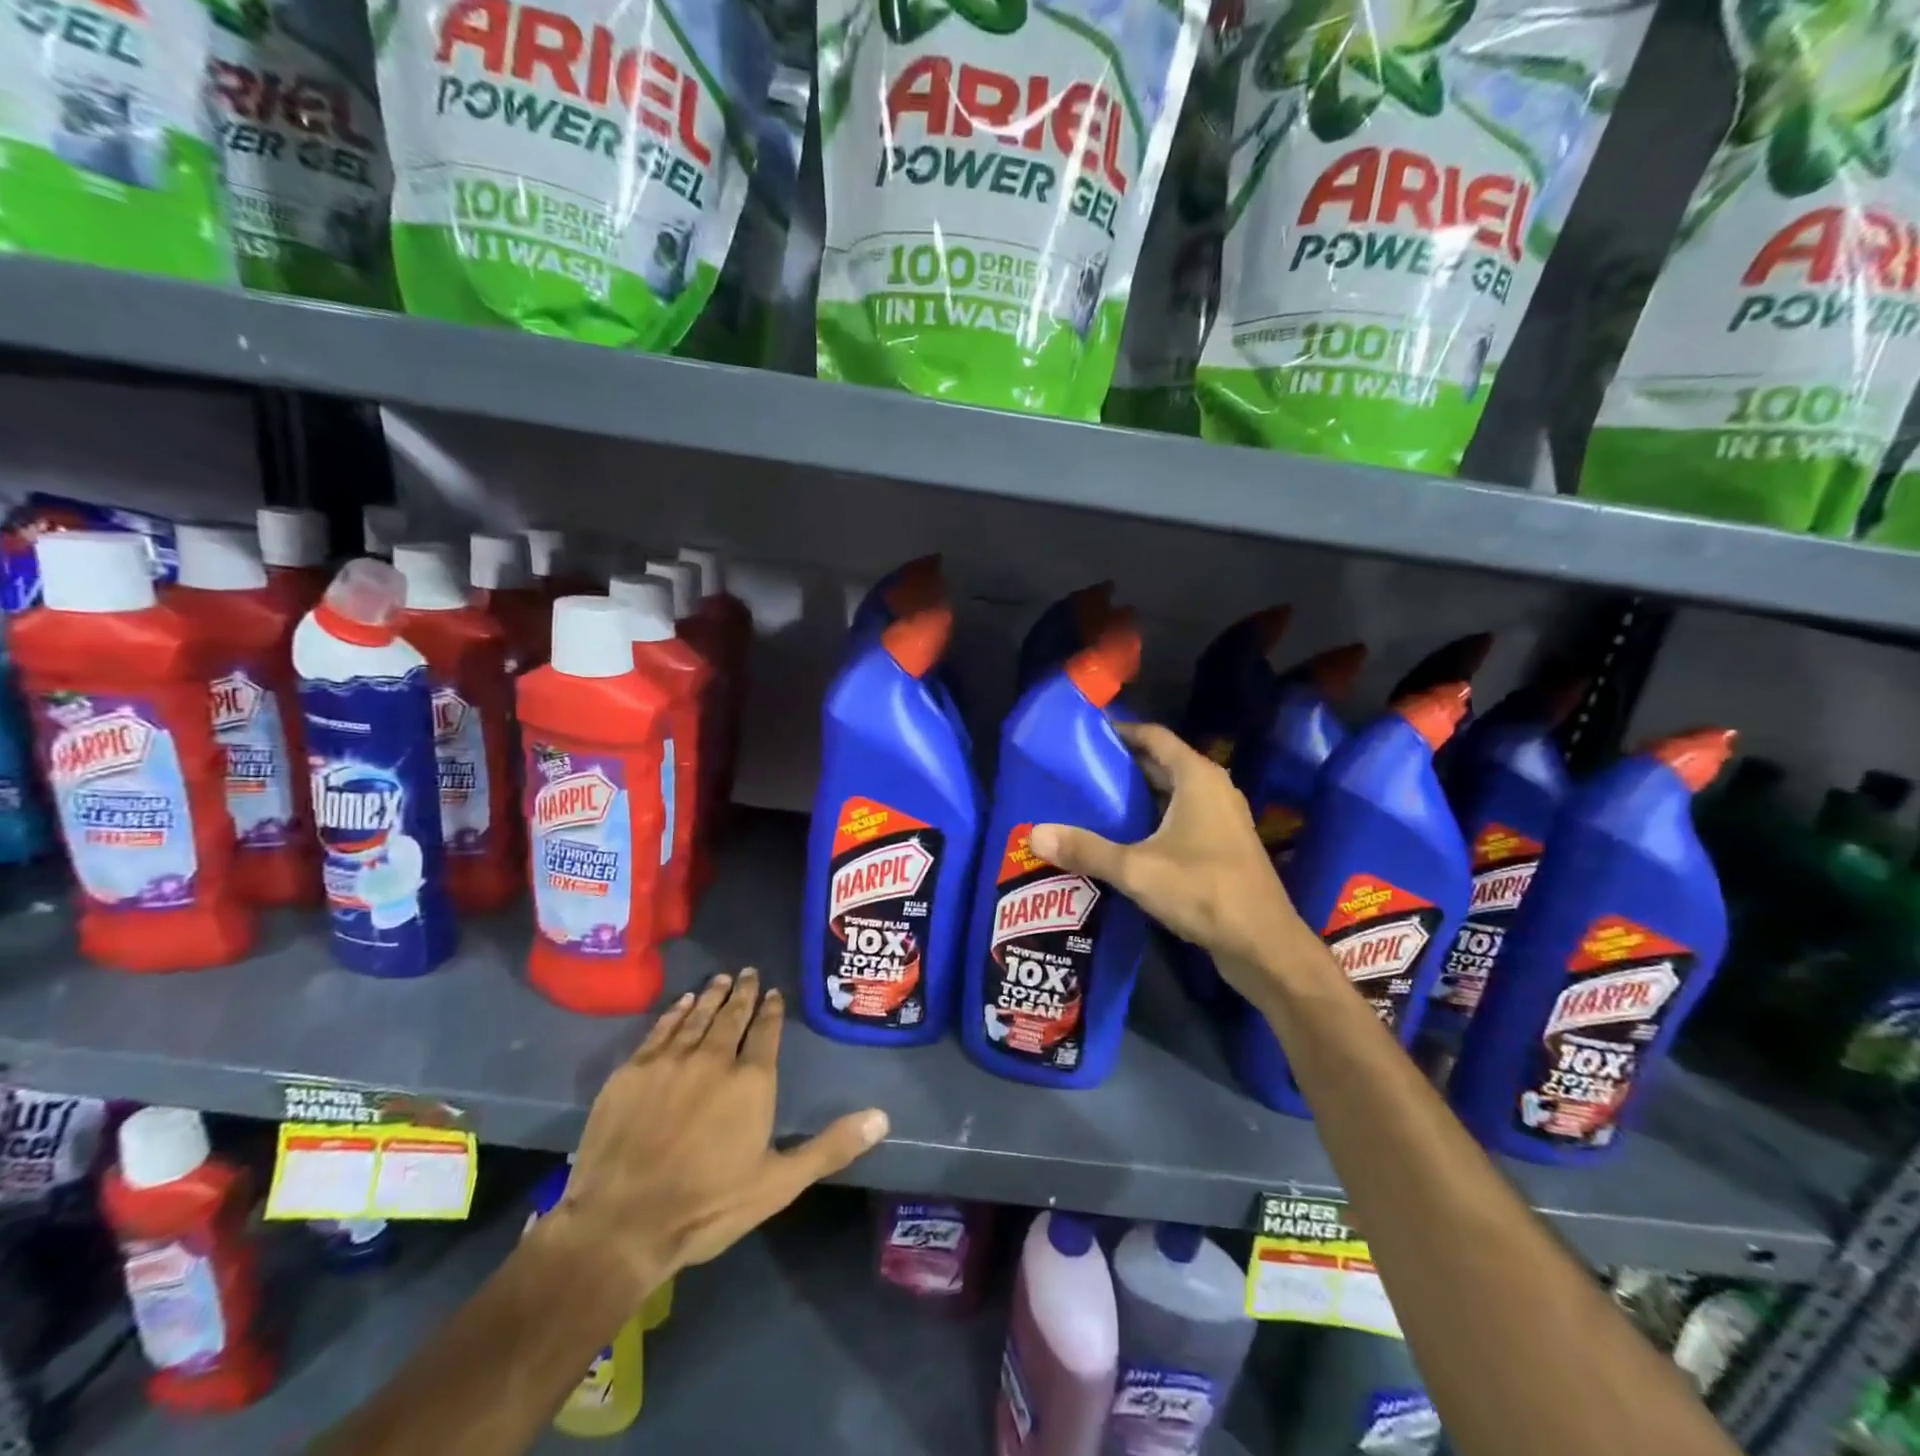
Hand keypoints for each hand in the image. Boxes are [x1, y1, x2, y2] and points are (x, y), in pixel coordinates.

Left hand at [554, 969, 887, 1299]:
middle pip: (732, 1015)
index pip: (766, 1031)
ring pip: (698, 1016)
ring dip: (712, 995)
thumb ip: (831, 1146)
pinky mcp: (633, 1070)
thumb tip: (883, 1117)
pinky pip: (661, 1028)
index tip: (773, 993)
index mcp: (752, 1081)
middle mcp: (714, 1058)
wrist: (621, 1224)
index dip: (771, 1010)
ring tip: (722, 978)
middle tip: (748, 972)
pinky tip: (683, 1002)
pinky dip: (676, 1011)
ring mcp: (670, 1060)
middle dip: (743, 992)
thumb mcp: (779, 1184)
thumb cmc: (707, 1206)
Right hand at [1030, 722, 1315, 1004]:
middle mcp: (1213, 789)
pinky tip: (1123, 839)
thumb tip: (1034, 834)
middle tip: (1078, 773)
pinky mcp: (1222, 846)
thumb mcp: (1136, 869)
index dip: (1120, 732)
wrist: (1264, 945)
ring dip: (1136, 796)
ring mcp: (1221, 819)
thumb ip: (1086, 850)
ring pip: (1171, 794)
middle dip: (1121, 766)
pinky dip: (1152, 820)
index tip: (1084, 736)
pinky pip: (1181, 818)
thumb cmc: (1204, 892)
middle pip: (1161, 763)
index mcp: (1197, 777)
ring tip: (1092, 803)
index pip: (1153, 737)